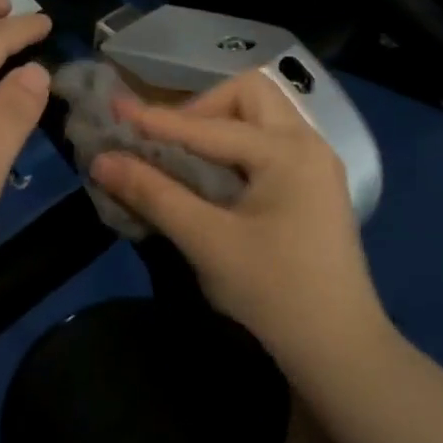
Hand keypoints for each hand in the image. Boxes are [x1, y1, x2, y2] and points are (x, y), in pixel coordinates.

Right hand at [89, 70, 381, 353]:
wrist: (339, 349)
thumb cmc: (273, 293)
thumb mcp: (207, 242)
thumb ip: (154, 194)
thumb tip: (102, 161)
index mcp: (287, 151)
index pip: (208, 126)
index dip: (156, 119)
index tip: (115, 110)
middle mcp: (308, 143)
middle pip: (249, 94)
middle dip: (202, 109)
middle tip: (170, 143)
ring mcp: (317, 164)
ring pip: (262, 116)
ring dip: (220, 125)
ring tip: (188, 157)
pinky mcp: (315, 186)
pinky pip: (271, 142)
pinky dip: (237, 146)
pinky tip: (217, 176)